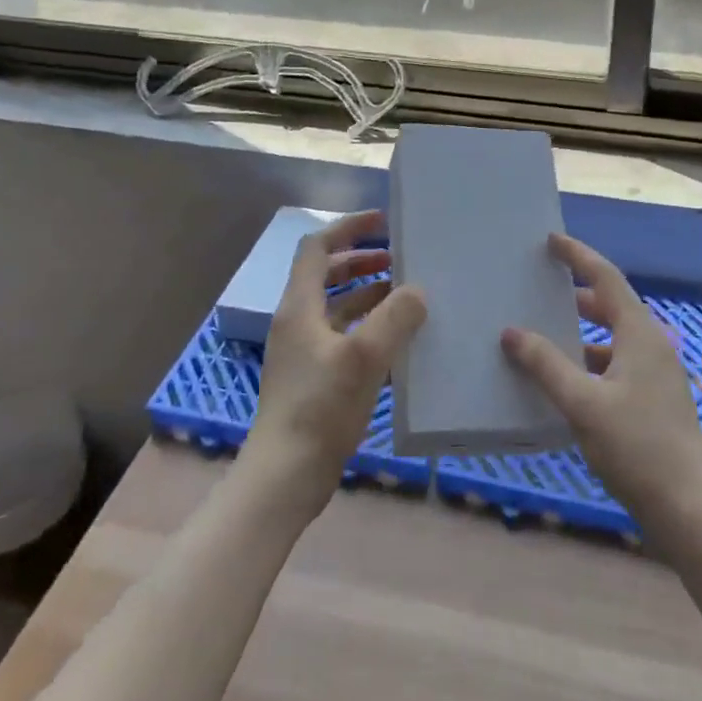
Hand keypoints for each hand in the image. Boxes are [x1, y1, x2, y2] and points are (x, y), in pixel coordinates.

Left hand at [240, 211, 425, 516]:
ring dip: (367, 292)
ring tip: (404, 293)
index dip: (348, 228)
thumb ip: (394, 317)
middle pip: (326, 274)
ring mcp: (303, 352)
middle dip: (361, 259)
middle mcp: (297, 322)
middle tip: (398, 257)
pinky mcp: (313, 378)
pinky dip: (367, 325)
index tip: (382, 222)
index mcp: (299, 307)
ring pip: (337, 306)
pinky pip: (343, 335)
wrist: (284, 478)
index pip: (317, 248)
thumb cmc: (319, 409)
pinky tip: (396, 339)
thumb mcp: (364, 357)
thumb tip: (417, 290)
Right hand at [500, 233, 701, 531]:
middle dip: (575, 294)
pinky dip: (588, 362)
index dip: (578, 256)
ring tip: (543, 334)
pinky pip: (615, 365)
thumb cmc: (637, 447)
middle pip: (610, 305)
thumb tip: (511, 332)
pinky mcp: (653, 401)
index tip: (551, 240)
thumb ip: (546, 365)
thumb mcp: (584, 403)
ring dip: (580, 332)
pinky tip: (564, 383)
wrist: (690, 509)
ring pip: (612, 338)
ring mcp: (655, 375)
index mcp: (639, 333)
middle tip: (540, 287)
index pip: (605, 278)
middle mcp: (650, 345)